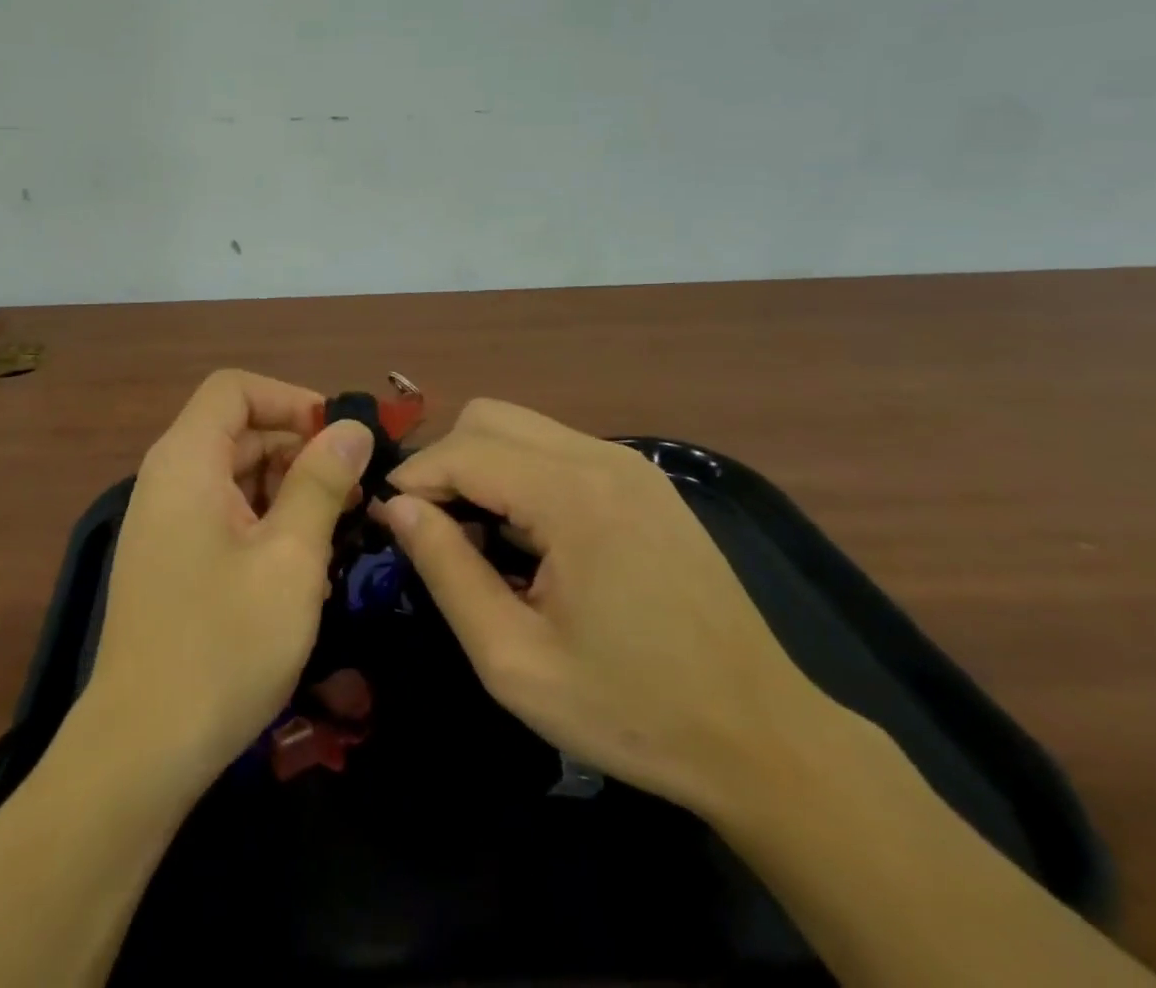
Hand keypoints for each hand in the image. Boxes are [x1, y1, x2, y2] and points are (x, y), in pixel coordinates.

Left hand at [82, 370, 372, 799]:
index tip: (338, 439)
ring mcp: (166, 521)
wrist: (141, 752)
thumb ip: (322, 483)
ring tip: (338, 533)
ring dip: (289, 491)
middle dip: (299, 450)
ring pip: (236, 475)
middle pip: (238, 431)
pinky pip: (224, 514)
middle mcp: (168, 479)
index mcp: (186, 461)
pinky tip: (302, 567)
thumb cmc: (223, 645)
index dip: (290, 400)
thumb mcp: (290, 558)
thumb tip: (352, 427)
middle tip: (355, 495)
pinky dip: (266, 523)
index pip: (235, 389)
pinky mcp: (171, 558)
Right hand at [378, 399, 821, 815]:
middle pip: (489, 417)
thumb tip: (399, 509)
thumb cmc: (632, 710)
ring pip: (522, 426)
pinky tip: (530, 538)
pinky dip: (521, 474)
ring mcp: (630, 464)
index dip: (413, 481)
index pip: (462, 450)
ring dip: (483, 467)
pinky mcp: (646, 482)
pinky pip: (558, 449)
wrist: (765, 739)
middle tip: (436, 531)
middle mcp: (602, 458)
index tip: (390, 526)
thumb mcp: (515, 660)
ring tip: (480, 539)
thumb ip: (447, 570)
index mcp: (572, 496)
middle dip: (445, 463)